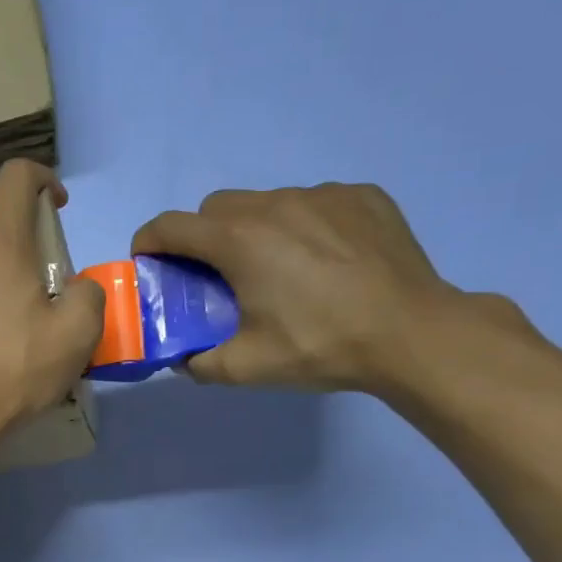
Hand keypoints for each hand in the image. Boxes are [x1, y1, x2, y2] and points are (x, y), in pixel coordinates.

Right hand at [131, 184, 469, 395]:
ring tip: (282, 270)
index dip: (150, 242)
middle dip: (203, 236)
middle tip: (220, 275)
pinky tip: (328, 261)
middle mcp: (274, 204)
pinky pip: (316, 203)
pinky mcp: (362, 196)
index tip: (151, 263)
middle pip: (216, 207)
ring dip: (256, 229)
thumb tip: (183, 359)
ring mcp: (323, 194)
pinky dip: (306, 226)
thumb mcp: (247, 367)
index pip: (171, 225)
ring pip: (267, 202)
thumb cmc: (320, 347)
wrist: (411, 334)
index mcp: (238, 240)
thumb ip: (199, 363)